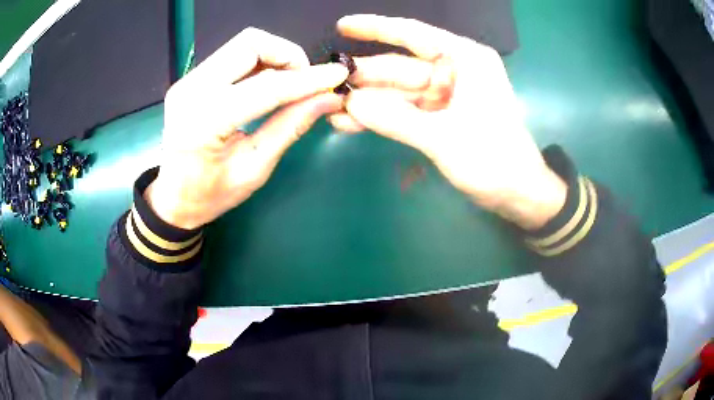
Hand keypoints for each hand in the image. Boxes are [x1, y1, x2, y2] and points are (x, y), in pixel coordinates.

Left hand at [146, 28, 348, 228]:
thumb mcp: (255, 169)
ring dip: (275, 56)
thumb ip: (290, 127)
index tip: (338, 75)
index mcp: (206, 120)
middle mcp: (192, 90)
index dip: (308, 79)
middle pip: (251, 44)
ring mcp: (188, 80)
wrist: (172, 198)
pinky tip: (268, 83)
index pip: (267, 86)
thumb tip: (329, 99)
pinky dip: (259, 62)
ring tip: (290, 83)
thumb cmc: (210, 195)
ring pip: (243, 44)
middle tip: (306, 81)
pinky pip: (232, 55)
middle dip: (288, 56)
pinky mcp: (191, 79)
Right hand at [330, 15, 566, 229]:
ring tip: (332, 109)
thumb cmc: (494, 160)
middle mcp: (455, 70)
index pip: (414, 34)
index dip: (377, 28)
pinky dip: (382, 117)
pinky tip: (352, 123)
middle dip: (365, 77)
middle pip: (401, 66)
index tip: (343, 25)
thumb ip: (396, 119)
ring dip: (368, 101)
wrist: (517, 194)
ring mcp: (447, 94)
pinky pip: (405, 110)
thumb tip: (350, 104)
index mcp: (465, 59)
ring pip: (399, 91)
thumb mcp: (444, 138)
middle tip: (328, 85)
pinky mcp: (442, 115)